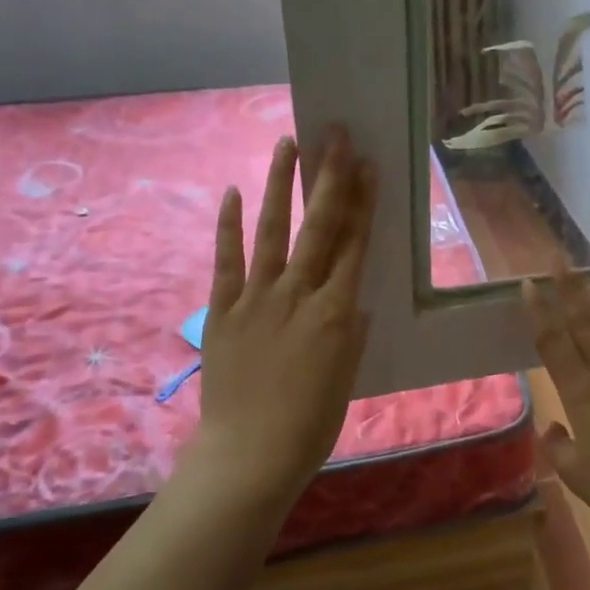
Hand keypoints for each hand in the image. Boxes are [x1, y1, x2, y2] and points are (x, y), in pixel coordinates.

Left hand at [196, 128, 376, 495]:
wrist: (249, 454)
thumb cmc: (310, 423)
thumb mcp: (347, 376)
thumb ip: (351, 332)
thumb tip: (353, 302)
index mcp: (336, 313)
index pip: (354, 245)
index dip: (362, 202)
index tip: (367, 165)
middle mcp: (299, 294)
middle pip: (319, 226)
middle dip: (329, 177)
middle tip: (336, 135)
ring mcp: (257, 299)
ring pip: (272, 231)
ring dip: (280, 186)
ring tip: (287, 144)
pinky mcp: (222, 310)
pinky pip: (226, 261)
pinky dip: (229, 226)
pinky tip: (232, 192)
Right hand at [523, 265, 589, 539]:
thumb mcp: (576, 474)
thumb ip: (558, 447)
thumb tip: (553, 428)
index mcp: (581, 391)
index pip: (554, 341)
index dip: (540, 311)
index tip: (530, 284)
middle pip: (585, 320)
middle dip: (570, 287)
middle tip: (558, 259)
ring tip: (585, 281)